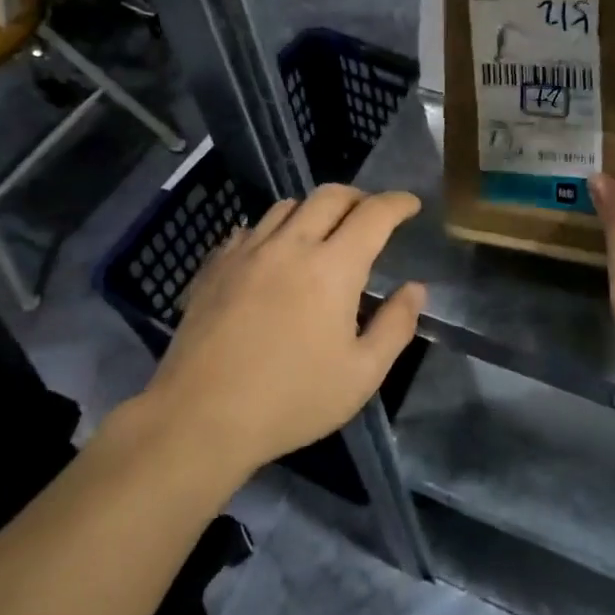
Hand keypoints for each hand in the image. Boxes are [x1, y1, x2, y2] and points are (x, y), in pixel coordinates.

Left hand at [145, 185, 425, 477]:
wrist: (200, 418)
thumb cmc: (291, 400)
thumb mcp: (362, 375)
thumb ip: (395, 326)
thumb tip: (414, 289)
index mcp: (332, 268)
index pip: (373, 214)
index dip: (398, 203)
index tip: (411, 205)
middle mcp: (291, 245)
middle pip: (330, 195)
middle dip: (359, 197)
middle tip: (371, 214)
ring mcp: (247, 252)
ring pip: (287, 206)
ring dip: (314, 210)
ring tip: (323, 232)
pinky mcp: (215, 266)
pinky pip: (250, 229)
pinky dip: (273, 230)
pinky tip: (273, 255)